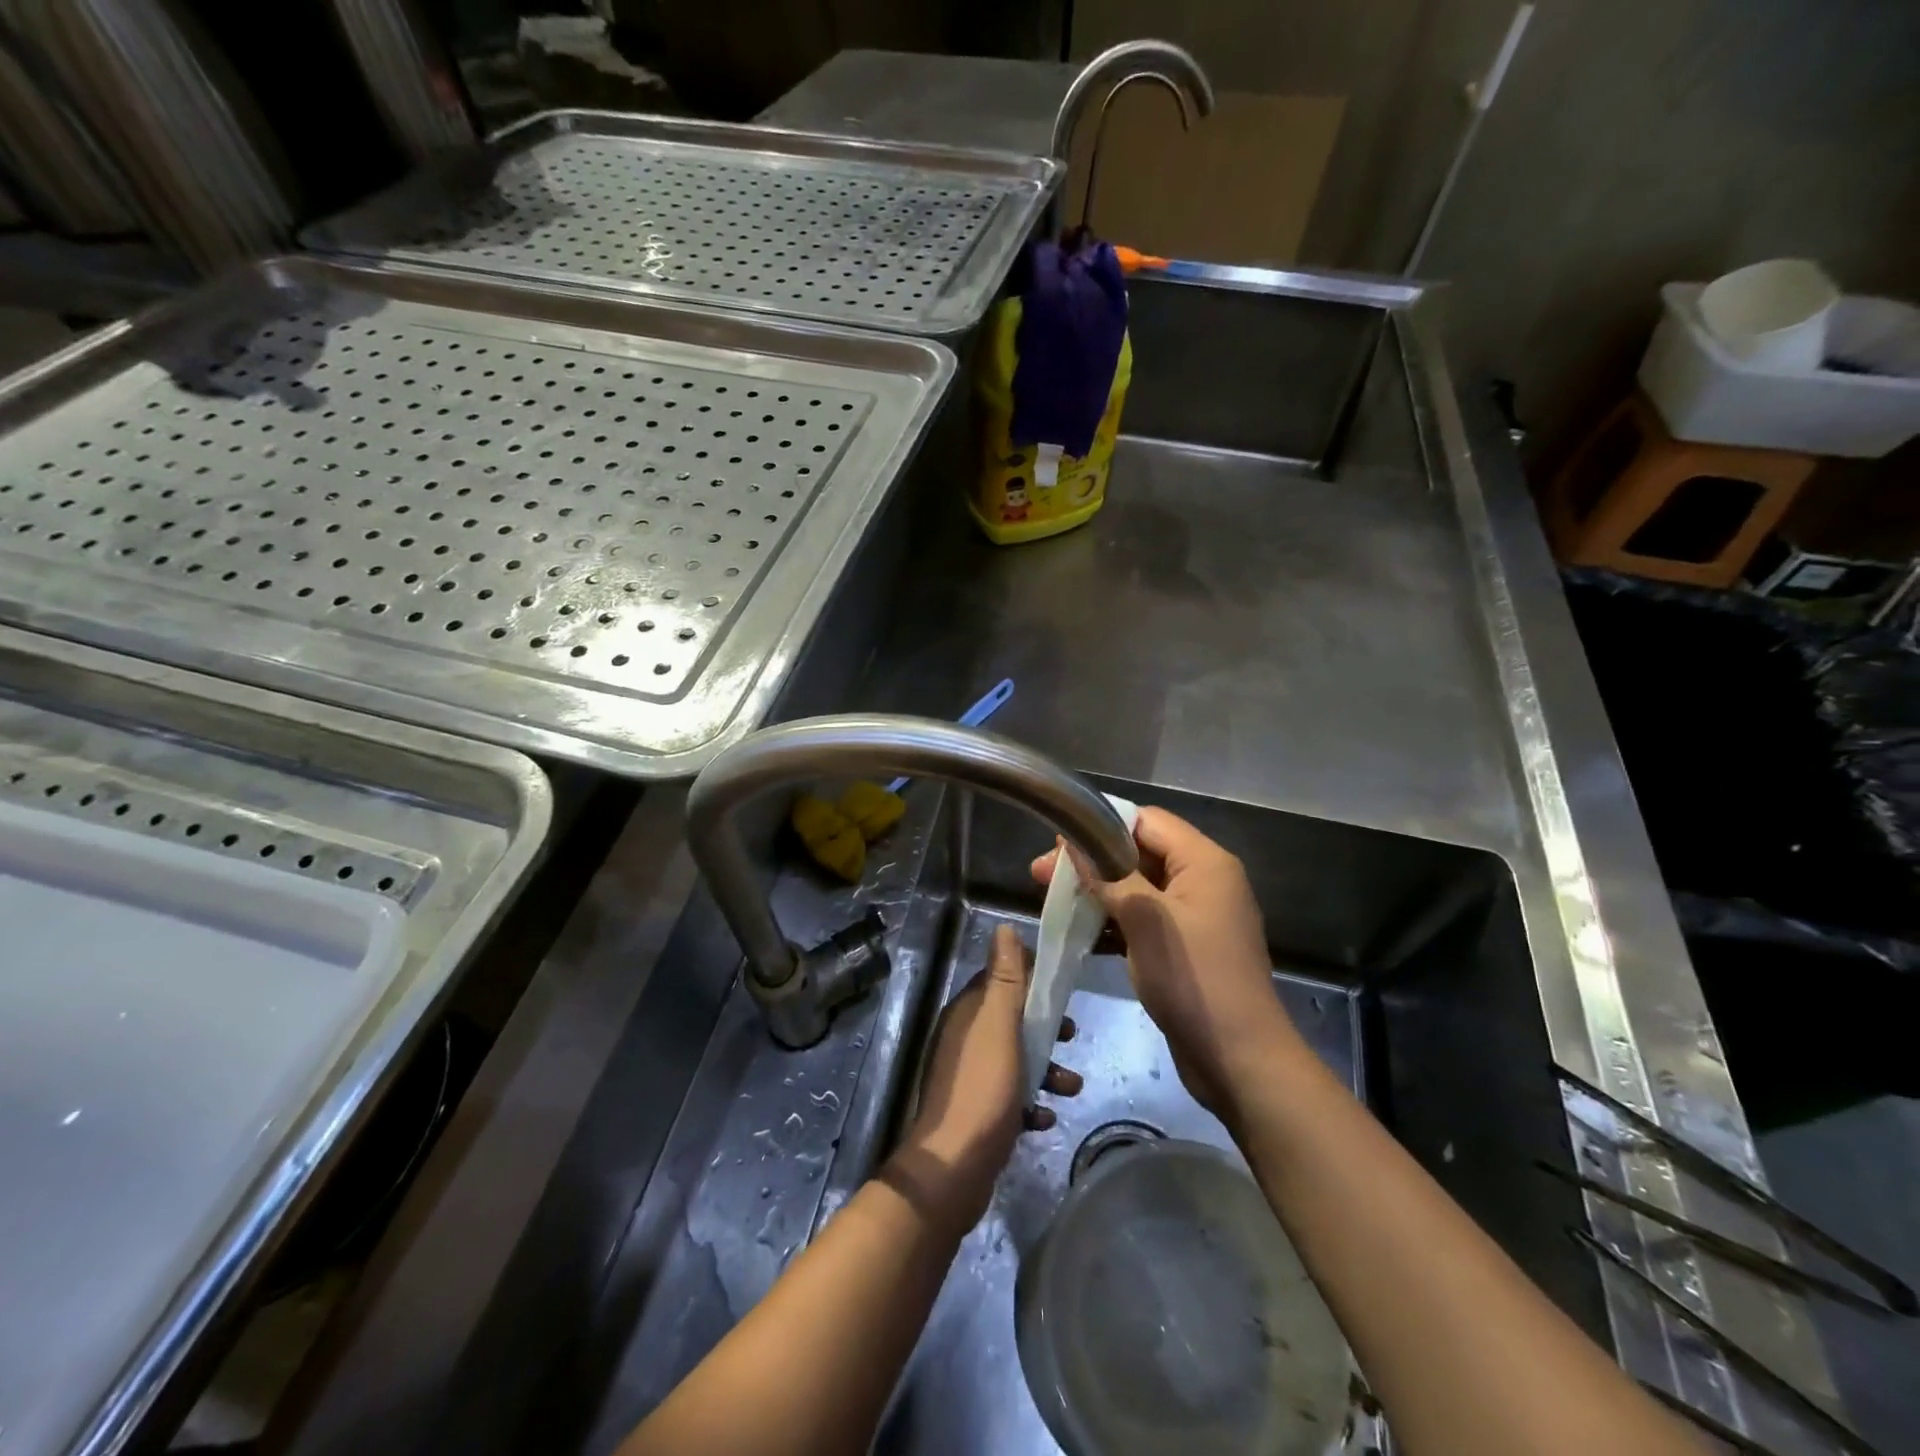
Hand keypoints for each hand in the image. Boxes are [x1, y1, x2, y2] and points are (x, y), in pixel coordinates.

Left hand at [891, 924, 1080, 1227]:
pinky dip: (1031, 1103)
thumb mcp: (999, 1024)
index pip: (1000, 980)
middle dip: (1044, 1027)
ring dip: (1046, 1069)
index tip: (1062, 988)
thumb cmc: (983, 1087)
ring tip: (1071, 1087)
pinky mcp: (978, 1112)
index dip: (1031, 980)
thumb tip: (1004, 927)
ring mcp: (969, 1077)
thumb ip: (1005, 977)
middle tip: (1071, 1036)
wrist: (955, 1167)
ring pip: (1016, 1060)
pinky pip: (1011, 1097)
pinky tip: (1043, 1118)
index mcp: (968, 1013)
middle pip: (1012, 1020)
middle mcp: (965, 1038)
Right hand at [1033, 807, 1302, 1122]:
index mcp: (1204, 862)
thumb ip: (1108, 876)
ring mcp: (1195, 917)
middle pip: (1139, 854)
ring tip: (1052, 902)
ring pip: (1137, 889)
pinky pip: (1143, 920)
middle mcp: (1203, 881)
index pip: (1147, 821)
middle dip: (1091, 862)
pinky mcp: (1184, 948)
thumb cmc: (1194, 978)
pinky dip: (1113, 922)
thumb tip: (1069, 842)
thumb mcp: (1145, 919)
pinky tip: (1079, 934)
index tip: (1058, 842)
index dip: (1101, 826)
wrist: (1240, 1060)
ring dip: (1097, 894)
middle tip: (1040, 875)